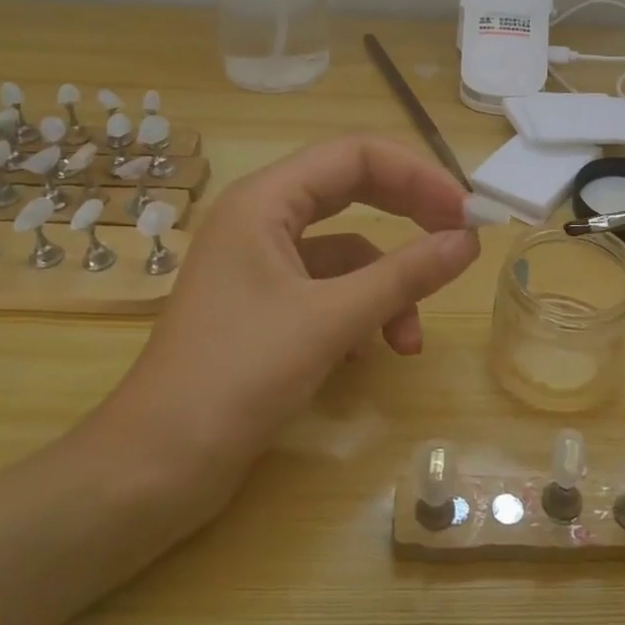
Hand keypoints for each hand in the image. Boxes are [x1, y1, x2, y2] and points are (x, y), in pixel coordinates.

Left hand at [83, 136, 481, 519]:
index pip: (355, 155)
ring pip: (347, 251)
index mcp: (264, 200)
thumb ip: (404, 276)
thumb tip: (469, 241)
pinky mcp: (265, 307)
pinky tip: (369, 355)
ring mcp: (261, 264)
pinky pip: (330, 289)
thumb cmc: (236, 378)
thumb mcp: (330, 321)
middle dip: (410, 216)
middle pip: (353, 191)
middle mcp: (261, 219)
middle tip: (459, 242)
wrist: (155, 468)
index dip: (417, 175)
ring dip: (387, 286)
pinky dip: (360, 313)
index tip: (467, 213)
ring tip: (409, 342)